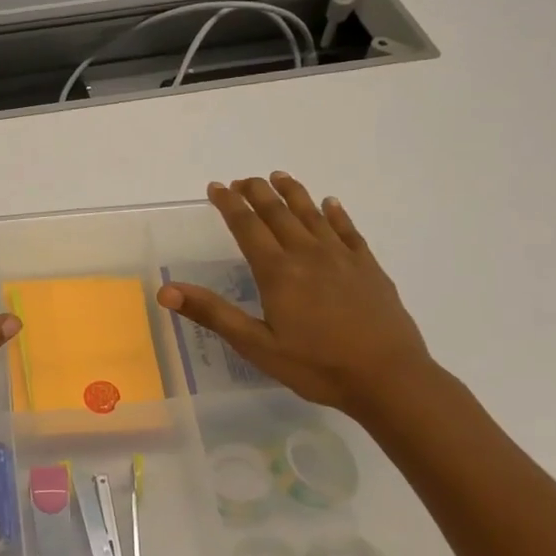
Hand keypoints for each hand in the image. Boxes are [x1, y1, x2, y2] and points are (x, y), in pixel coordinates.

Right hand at [156, 174, 432, 415]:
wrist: (389, 377)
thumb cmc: (317, 366)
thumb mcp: (256, 346)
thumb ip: (213, 313)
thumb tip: (166, 290)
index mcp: (278, 272)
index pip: (247, 226)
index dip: (229, 204)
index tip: (216, 187)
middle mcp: (308, 254)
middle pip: (278, 212)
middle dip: (257, 192)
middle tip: (243, 179)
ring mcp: (342, 257)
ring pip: (312, 214)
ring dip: (293, 193)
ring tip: (279, 177)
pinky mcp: (368, 267)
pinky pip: (348, 230)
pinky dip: (336, 213)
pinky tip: (331, 204)